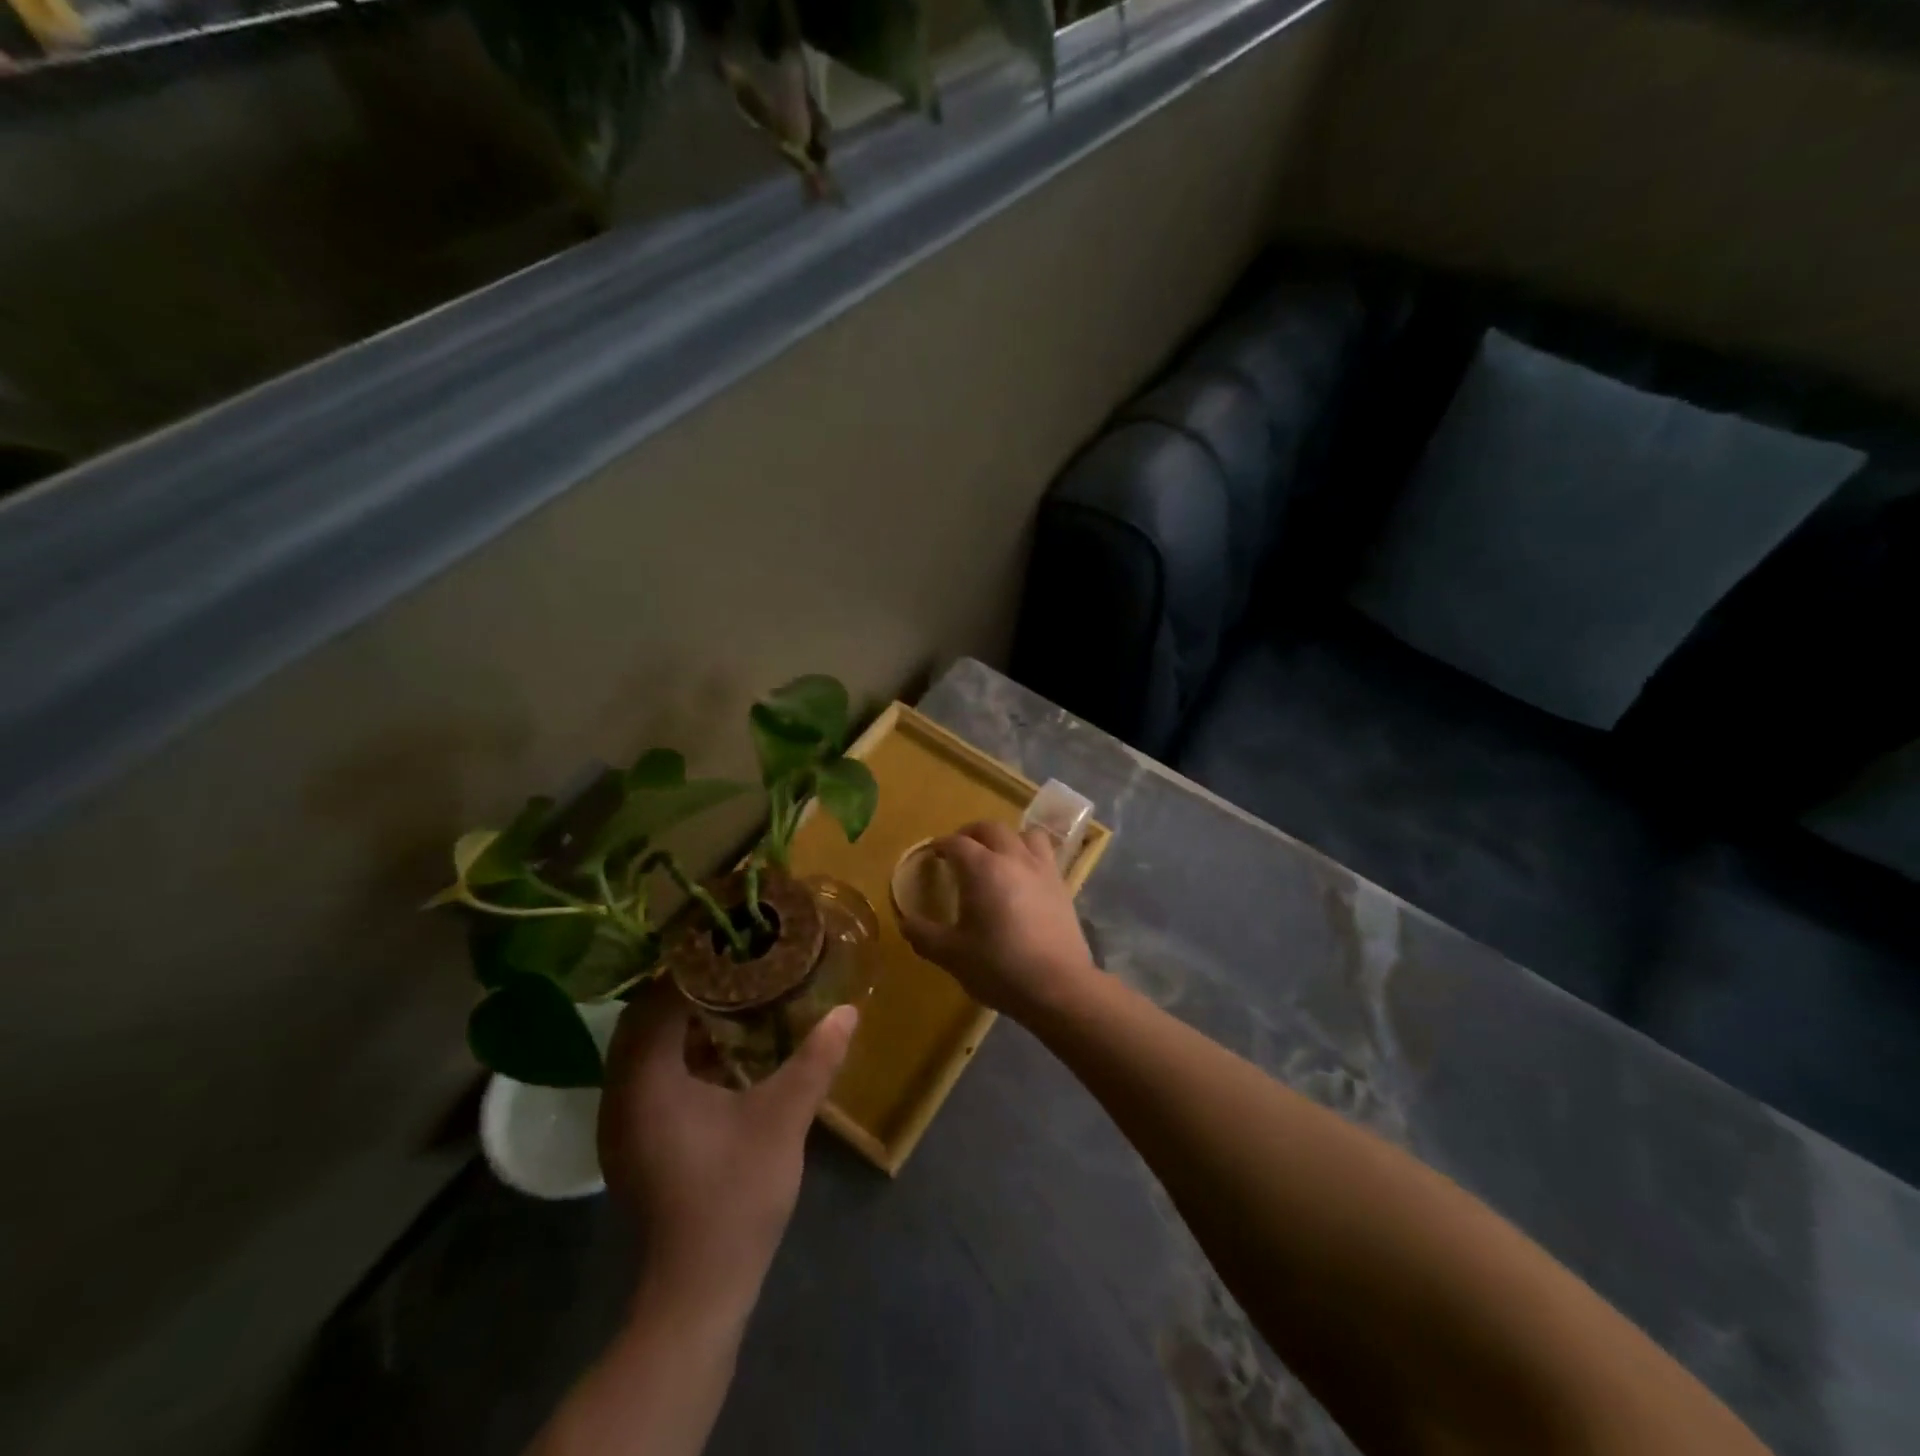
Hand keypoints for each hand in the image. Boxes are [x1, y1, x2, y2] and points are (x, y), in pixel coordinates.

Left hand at [598, 985, 857, 1311]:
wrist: (699, 1289)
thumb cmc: (735, 1194)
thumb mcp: (784, 1118)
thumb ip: (816, 1059)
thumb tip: (848, 1011)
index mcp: (646, 1082)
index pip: (657, 1002)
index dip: (691, 970)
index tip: (729, 945)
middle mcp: (620, 1096)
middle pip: (643, 1022)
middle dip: (685, 991)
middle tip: (733, 965)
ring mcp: (622, 1123)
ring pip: (644, 1051)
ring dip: (680, 1022)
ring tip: (730, 996)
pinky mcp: (634, 1143)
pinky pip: (649, 1077)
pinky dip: (678, 1054)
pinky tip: (720, 1050)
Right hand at [897, 820, 1097, 1017]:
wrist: (1058, 986)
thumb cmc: (999, 967)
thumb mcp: (952, 955)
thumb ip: (924, 935)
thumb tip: (905, 922)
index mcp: (983, 869)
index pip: (957, 843)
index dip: (941, 845)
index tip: (932, 854)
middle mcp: (1013, 858)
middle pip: (991, 829)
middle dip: (971, 833)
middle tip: (959, 849)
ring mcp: (1042, 869)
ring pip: (1024, 834)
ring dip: (1006, 838)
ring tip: (996, 856)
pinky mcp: (1062, 885)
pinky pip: (1045, 854)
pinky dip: (1029, 855)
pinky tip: (1023, 878)